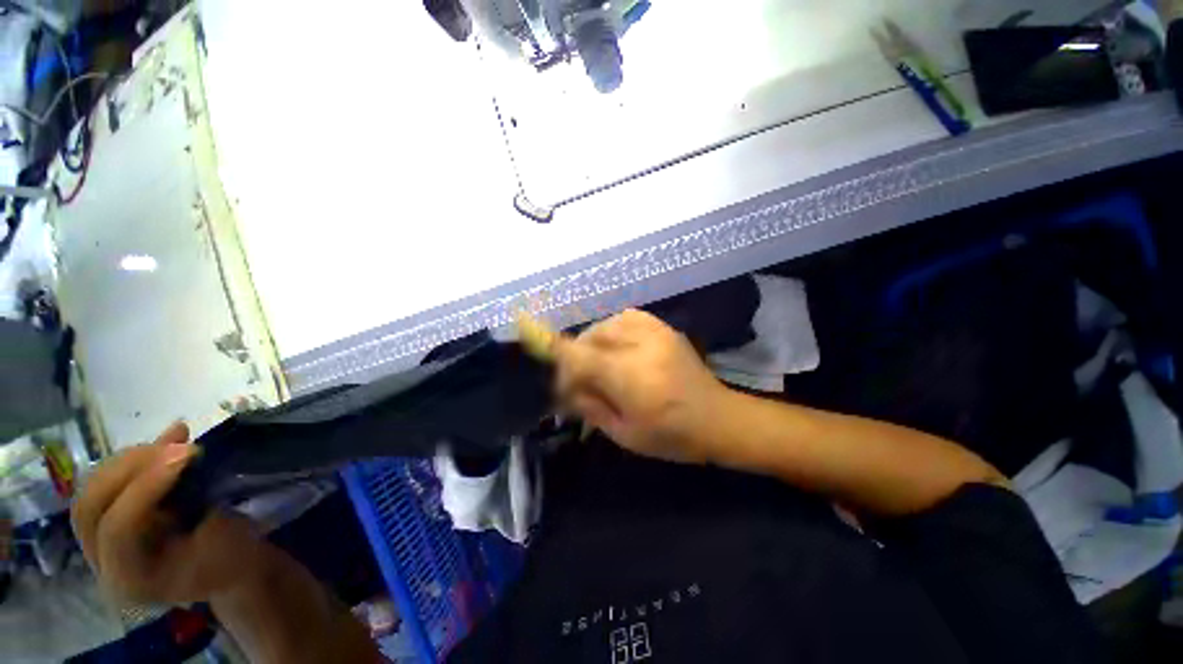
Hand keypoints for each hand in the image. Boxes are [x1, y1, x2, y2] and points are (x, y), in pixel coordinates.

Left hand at [71, 422, 261, 605]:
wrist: (223, 571)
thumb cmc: (230, 559)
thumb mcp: (224, 539)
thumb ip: (199, 504)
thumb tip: (189, 457)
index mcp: (132, 580)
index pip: (118, 529)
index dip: (146, 486)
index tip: (188, 452)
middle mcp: (102, 564)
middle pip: (92, 507)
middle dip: (131, 467)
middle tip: (177, 443)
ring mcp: (96, 545)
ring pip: (92, 491)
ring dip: (130, 460)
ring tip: (172, 441)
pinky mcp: (104, 524)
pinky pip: (103, 486)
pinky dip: (131, 461)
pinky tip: (162, 443)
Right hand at [554, 309, 729, 463]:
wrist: (718, 419)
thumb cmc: (671, 436)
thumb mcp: (623, 433)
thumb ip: (589, 405)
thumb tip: (564, 387)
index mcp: (630, 377)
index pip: (579, 355)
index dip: (557, 356)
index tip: (551, 369)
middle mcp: (640, 345)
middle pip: (590, 337)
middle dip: (576, 356)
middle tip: (578, 379)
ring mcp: (655, 331)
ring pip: (605, 325)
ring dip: (593, 342)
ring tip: (597, 362)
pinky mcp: (663, 327)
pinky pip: (625, 317)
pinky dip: (612, 329)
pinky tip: (615, 345)